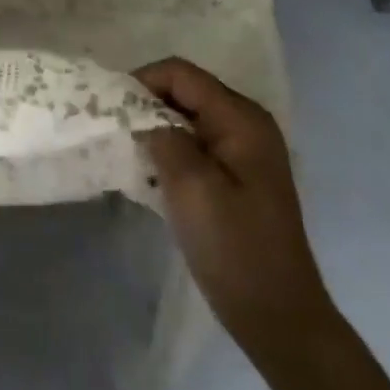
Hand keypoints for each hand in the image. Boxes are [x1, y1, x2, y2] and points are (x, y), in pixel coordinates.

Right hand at [136, 58, 335, 367]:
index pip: (181, 73)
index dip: (142, 82)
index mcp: (241, 118)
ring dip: (155, 129)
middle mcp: (246, 123)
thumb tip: (141, 115)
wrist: (277, 316)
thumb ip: (162, 137)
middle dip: (146, 104)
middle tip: (115, 132)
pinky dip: (169, 149)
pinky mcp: (237, 174)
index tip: (112, 110)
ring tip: (128, 153)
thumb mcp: (191, 187)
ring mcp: (244, 150)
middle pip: (185, 90)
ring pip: (186, 117)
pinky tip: (151, 174)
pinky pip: (195, 143)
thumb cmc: (234, 249)